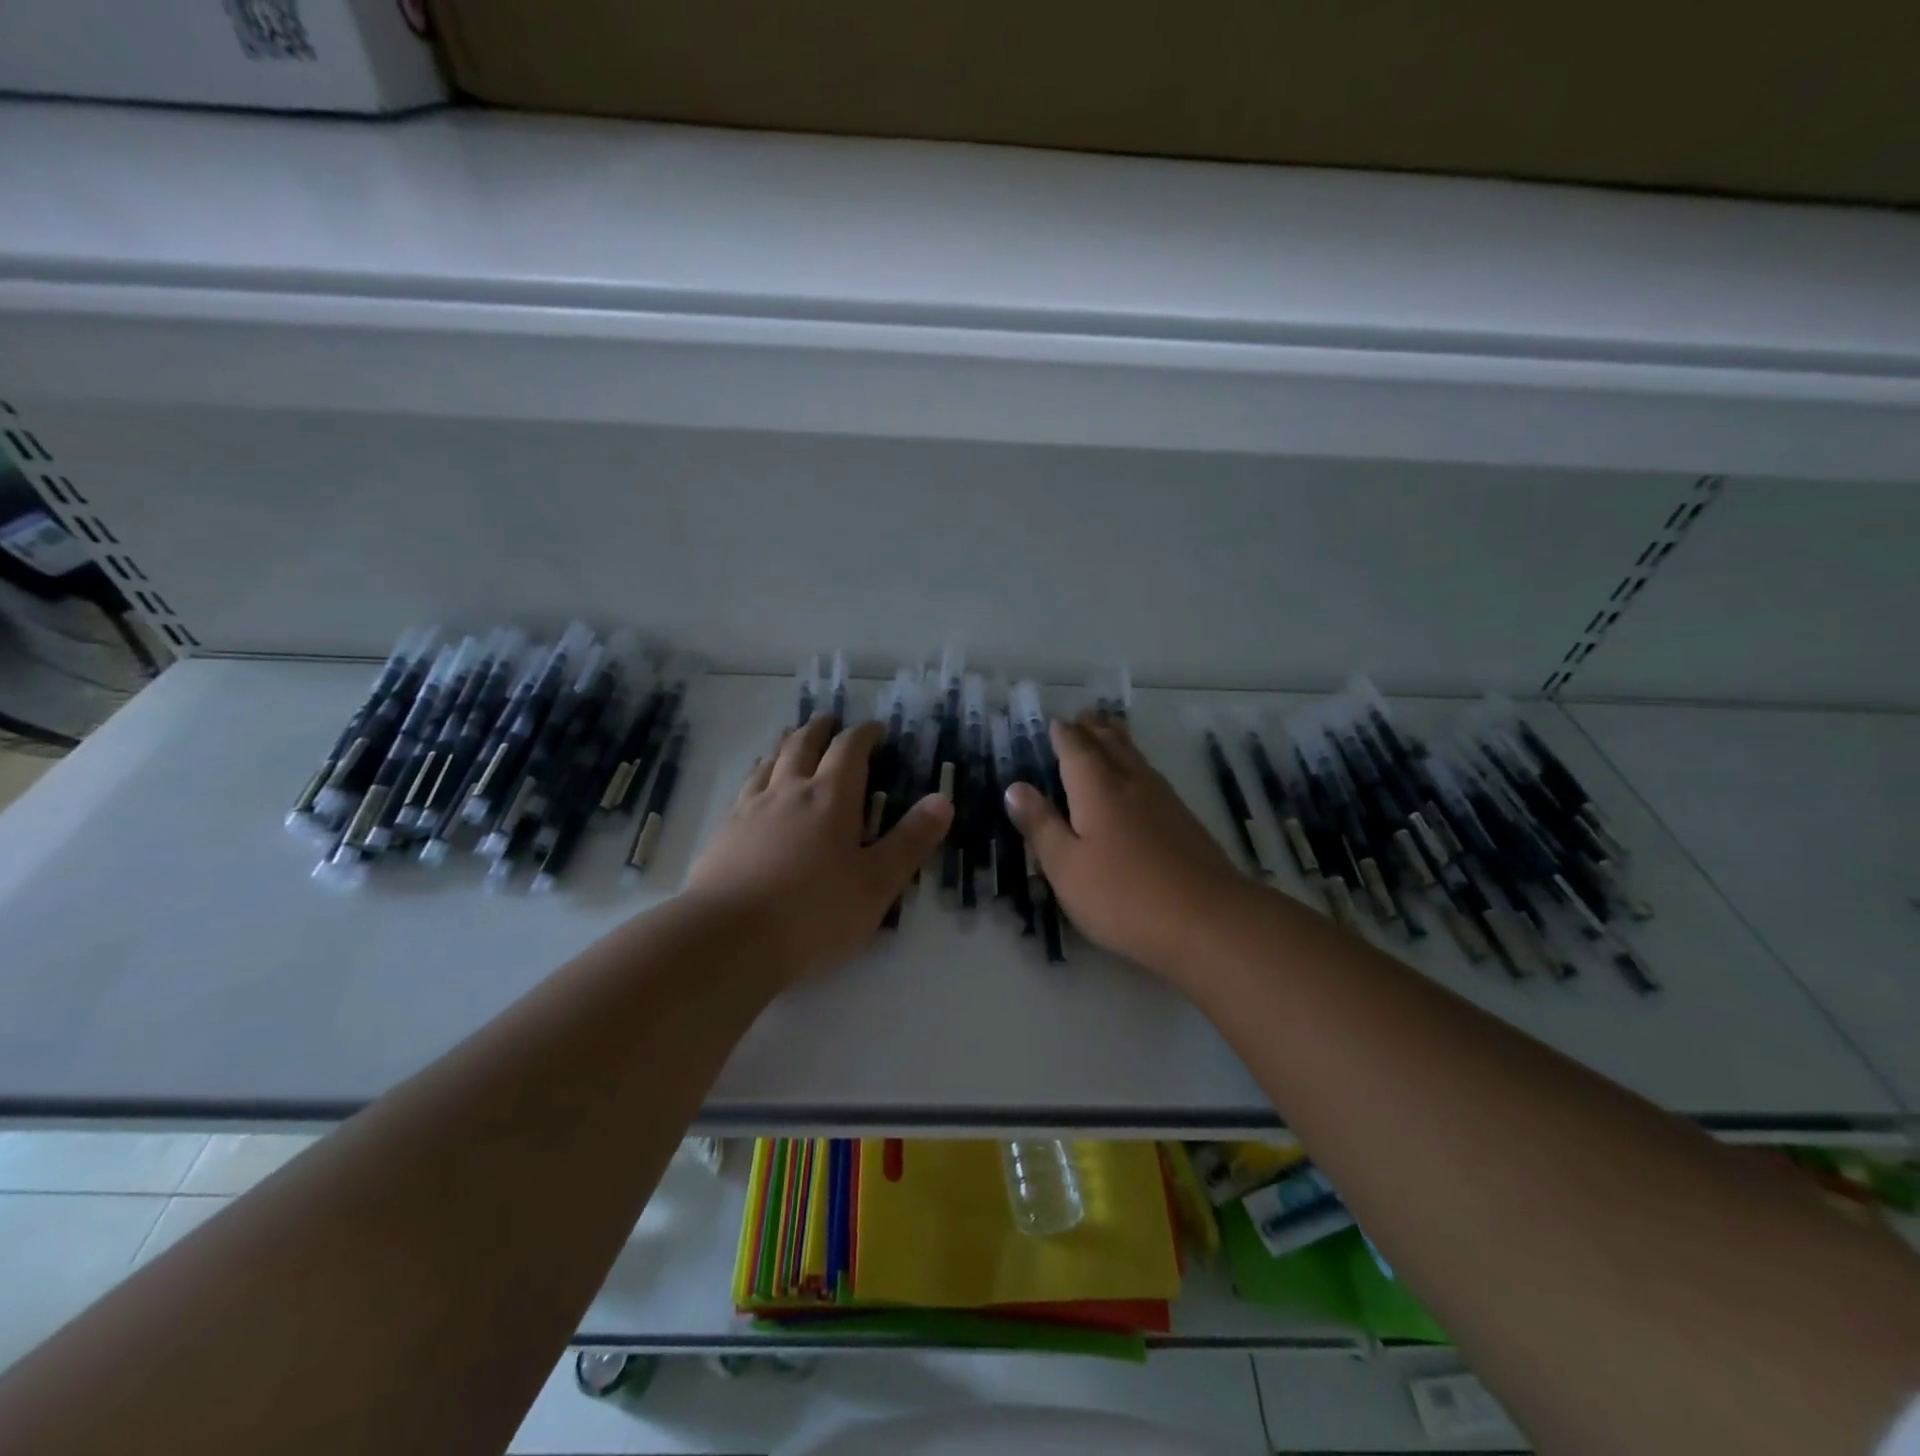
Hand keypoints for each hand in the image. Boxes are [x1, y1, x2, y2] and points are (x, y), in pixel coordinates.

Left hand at [684, 715, 951, 985]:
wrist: (727, 939)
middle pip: (803, 744)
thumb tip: (942, 800)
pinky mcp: (724, 832)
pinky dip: (759, 773)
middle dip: (821, 729)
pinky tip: (756, 786)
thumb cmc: (813, 913)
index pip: (849, 749)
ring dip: (786, 744)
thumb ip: (910, 841)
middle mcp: (789, 791)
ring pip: (770, 761)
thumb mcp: (876, 883)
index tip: (876, 730)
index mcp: (830, 798)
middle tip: (831, 721)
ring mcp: (750, 809)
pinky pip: (745, 787)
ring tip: (792, 741)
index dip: (865, 734)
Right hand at [1004, 712, 1250, 978]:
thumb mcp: (1066, 867)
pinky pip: (1151, 776)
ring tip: (1109, 730)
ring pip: (1136, 758)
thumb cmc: (1124, 896)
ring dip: (1118, 740)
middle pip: (1111, 745)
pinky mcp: (1185, 822)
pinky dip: (1136, 763)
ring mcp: (1164, 801)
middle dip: (1094, 729)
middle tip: (1083, 714)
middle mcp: (1132, 784)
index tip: (1055, 722)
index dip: (1064, 736)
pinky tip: (1140, 778)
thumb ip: (1041, 826)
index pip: (1076, 751)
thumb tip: (1016, 787)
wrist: (1209, 922)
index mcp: (1098, 790)